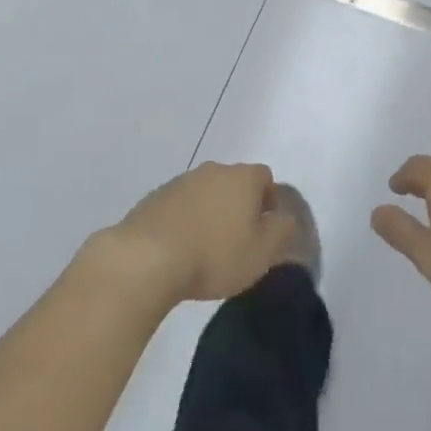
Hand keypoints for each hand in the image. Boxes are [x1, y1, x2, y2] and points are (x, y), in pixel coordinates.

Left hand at [101, 163, 295, 303]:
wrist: (146, 259)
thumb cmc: (214, 255)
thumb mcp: (261, 252)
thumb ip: (282, 231)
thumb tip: (285, 218)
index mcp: (243, 178)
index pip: (265, 177)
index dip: (268, 201)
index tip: (263, 228)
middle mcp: (213, 170)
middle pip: (234, 182)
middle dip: (238, 205)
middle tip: (237, 240)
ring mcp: (181, 182)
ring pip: (205, 193)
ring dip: (209, 213)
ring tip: (205, 248)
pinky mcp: (154, 198)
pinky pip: (179, 206)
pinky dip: (184, 221)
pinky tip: (179, 250)